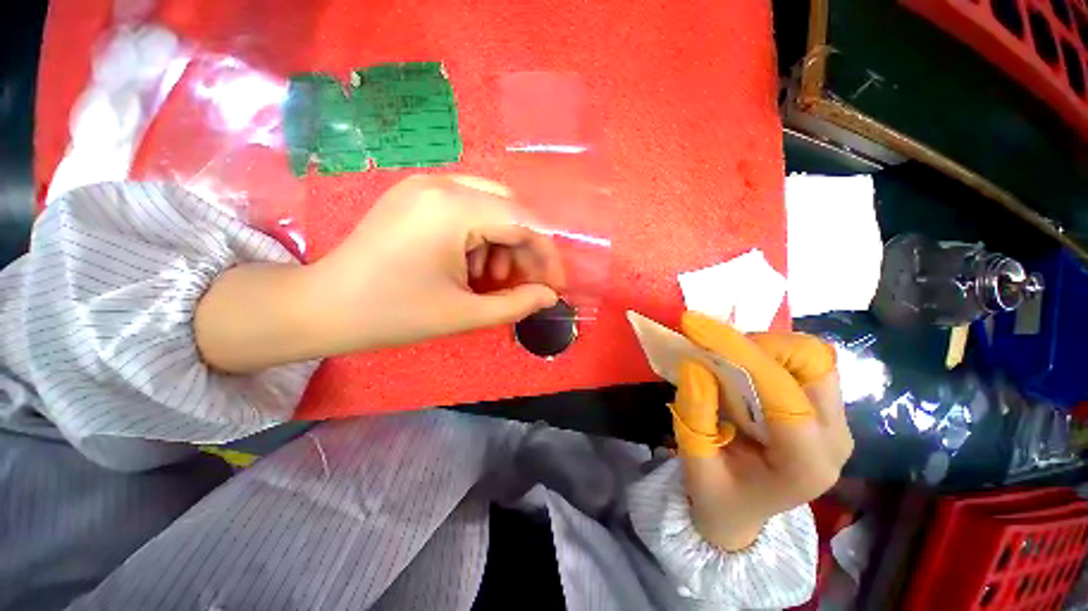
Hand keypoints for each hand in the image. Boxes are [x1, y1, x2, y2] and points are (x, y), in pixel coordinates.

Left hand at [196, 174, 564, 371]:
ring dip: (503, 244)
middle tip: (524, 284)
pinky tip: (468, 265)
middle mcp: (442, 184)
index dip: (547, 256)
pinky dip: (480, 238)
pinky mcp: (416, 196)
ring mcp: (425, 186)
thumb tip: (549, 296)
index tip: (554, 286)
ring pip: (491, 208)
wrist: (324, 307)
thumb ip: (516, 303)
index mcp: (453, 209)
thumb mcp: (465, 314)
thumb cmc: (394, 314)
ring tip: (490, 280)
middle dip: (525, 250)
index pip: (524, 223)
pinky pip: (467, 209)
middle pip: (510, 210)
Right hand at [671, 312, 853, 550]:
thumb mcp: (696, 465)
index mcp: (805, 464)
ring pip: (812, 356)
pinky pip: (805, 362)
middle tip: (714, 348)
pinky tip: (741, 364)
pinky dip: (769, 351)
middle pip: (813, 363)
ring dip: (764, 345)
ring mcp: (836, 421)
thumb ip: (695, 418)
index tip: (696, 328)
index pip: (781, 392)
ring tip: (725, 356)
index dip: (739, 352)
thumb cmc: (718, 494)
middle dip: (758, 344)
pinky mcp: (825, 409)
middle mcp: (834, 438)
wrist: (743, 511)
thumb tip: (696, 365)